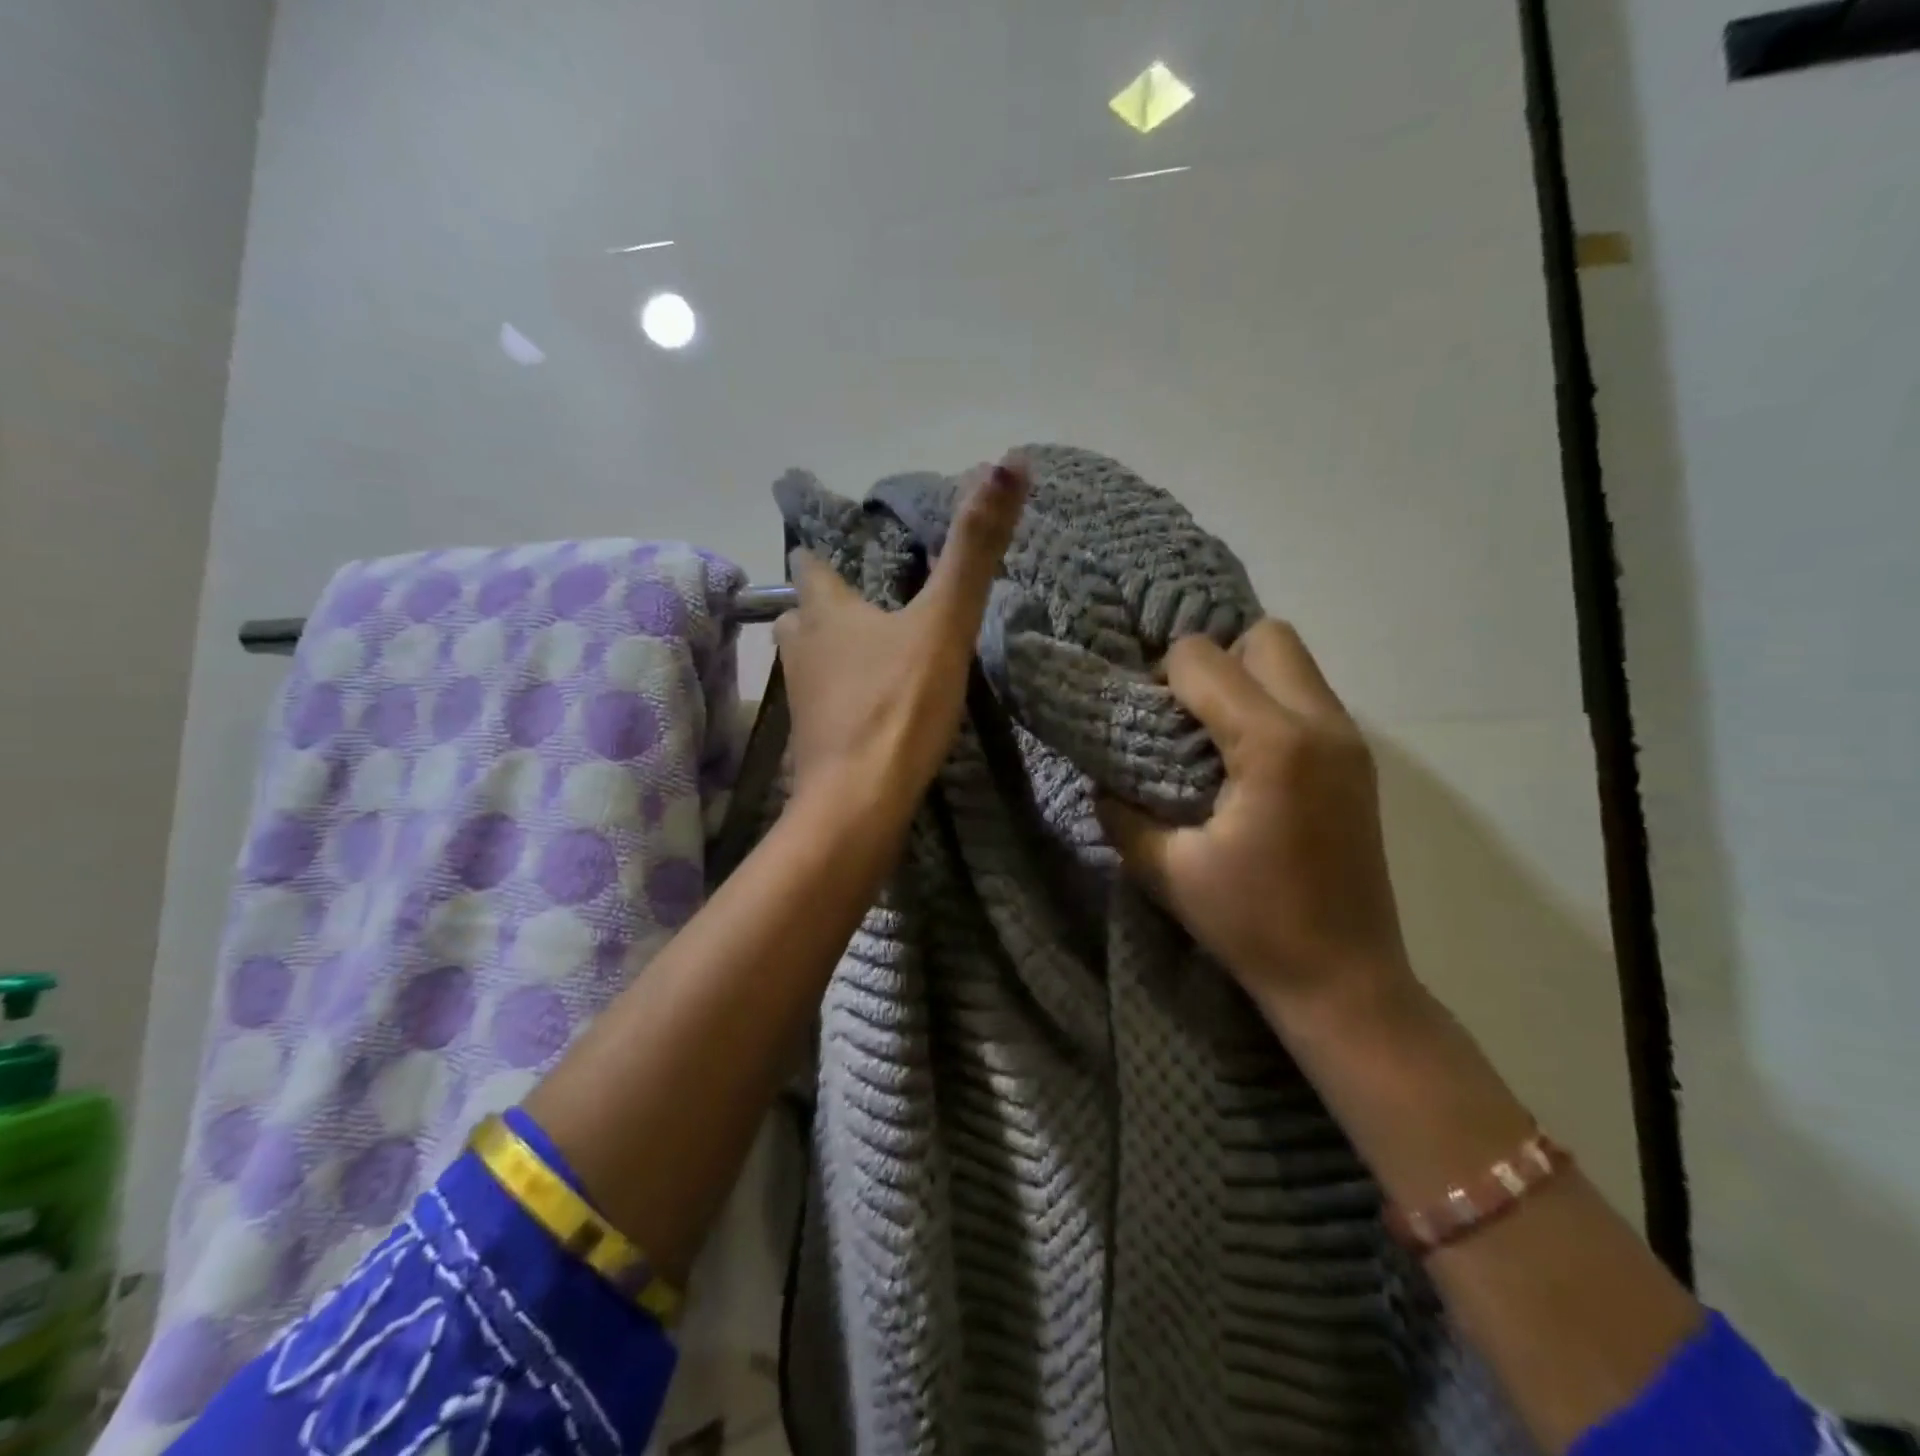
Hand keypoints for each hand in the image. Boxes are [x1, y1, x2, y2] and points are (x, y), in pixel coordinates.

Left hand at [777, 456, 1027, 824]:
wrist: (860, 803)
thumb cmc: (899, 705)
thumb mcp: (945, 622)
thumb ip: (974, 548)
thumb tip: (1008, 461)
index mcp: (825, 610)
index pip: (811, 564)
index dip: (826, 554)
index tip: (852, 552)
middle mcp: (801, 648)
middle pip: (805, 613)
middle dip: (830, 605)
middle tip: (871, 604)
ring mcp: (802, 698)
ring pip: (811, 658)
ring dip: (835, 651)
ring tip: (876, 652)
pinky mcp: (812, 741)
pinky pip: (825, 702)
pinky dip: (843, 695)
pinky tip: (873, 706)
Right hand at [1097, 620, 1415, 1024]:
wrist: (1344, 979)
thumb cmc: (1252, 924)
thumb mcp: (1167, 870)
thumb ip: (1121, 814)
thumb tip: (1101, 781)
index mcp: (1272, 745)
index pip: (1203, 659)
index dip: (1161, 676)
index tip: (1146, 719)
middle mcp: (1321, 724)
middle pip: (1264, 636)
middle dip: (1213, 659)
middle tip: (1184, 713)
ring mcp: (1350, 740)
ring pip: (1293, 660)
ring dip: (1245, 677)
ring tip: (1212, 733)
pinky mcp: (1359, 760)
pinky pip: (1309, 695)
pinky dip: (1270, 702)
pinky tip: (1245, 757)